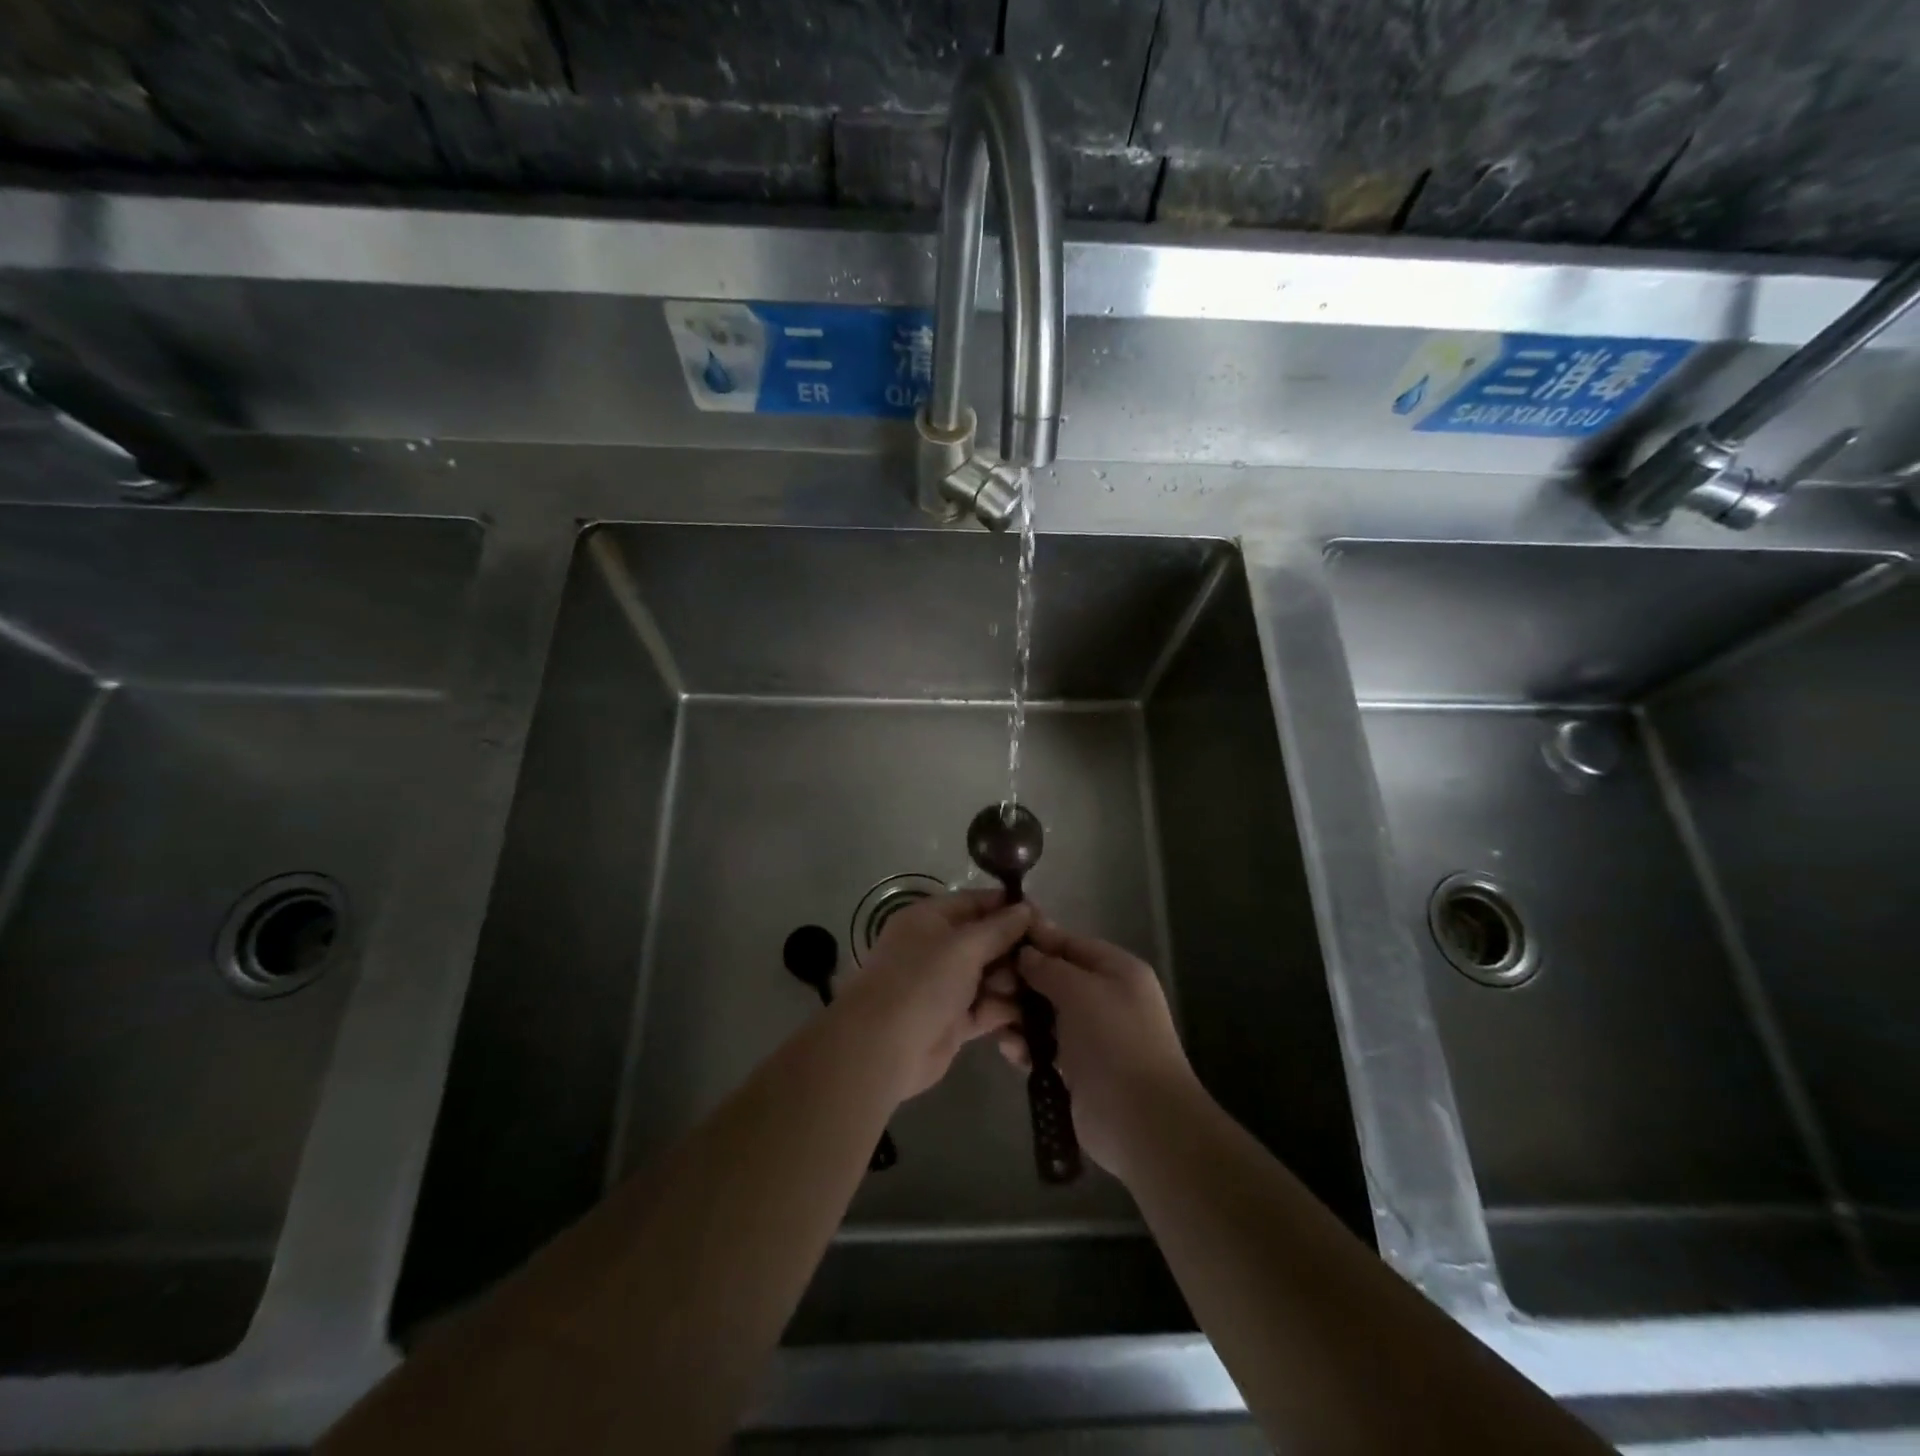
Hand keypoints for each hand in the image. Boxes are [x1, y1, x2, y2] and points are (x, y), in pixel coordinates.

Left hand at [836, 889, 1029, 1102]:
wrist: (883, 1047)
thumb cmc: (922, 982)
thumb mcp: (963, 946)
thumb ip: (999, 928)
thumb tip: (1026, 909)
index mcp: (932, 918)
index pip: (978, 902)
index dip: (1011, 908)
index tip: (1045, 919)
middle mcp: (939, 947)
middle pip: (988, 940)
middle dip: (1016, 950)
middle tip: (1047, 961)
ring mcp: (946, 985)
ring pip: (992, 976)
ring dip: (1014, 983)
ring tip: (1033, 991)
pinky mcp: (955, 1020)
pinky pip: (988, 1008)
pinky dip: (1006, 1011)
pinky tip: (1033, 1016)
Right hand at [996, 917, 1197, 1180]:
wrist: (1141, 1120)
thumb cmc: (1113, 1040)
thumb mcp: (1080, 990)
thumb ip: (1048, 967)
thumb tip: (1026, 953)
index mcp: (1116, 970)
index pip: (1069, 943)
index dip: (1035, 939)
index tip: (997, 937)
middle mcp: (1105, 997)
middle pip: (1054, 978)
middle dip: (1021, 981)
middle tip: (987, 985)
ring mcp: (1092, 1035)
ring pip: (1045, 1014)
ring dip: (1018, 1015)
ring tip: (992, 1019)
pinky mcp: (1078, 1069)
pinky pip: (1045, 1047)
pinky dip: (1026, 1046)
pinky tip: (1008, 1049)